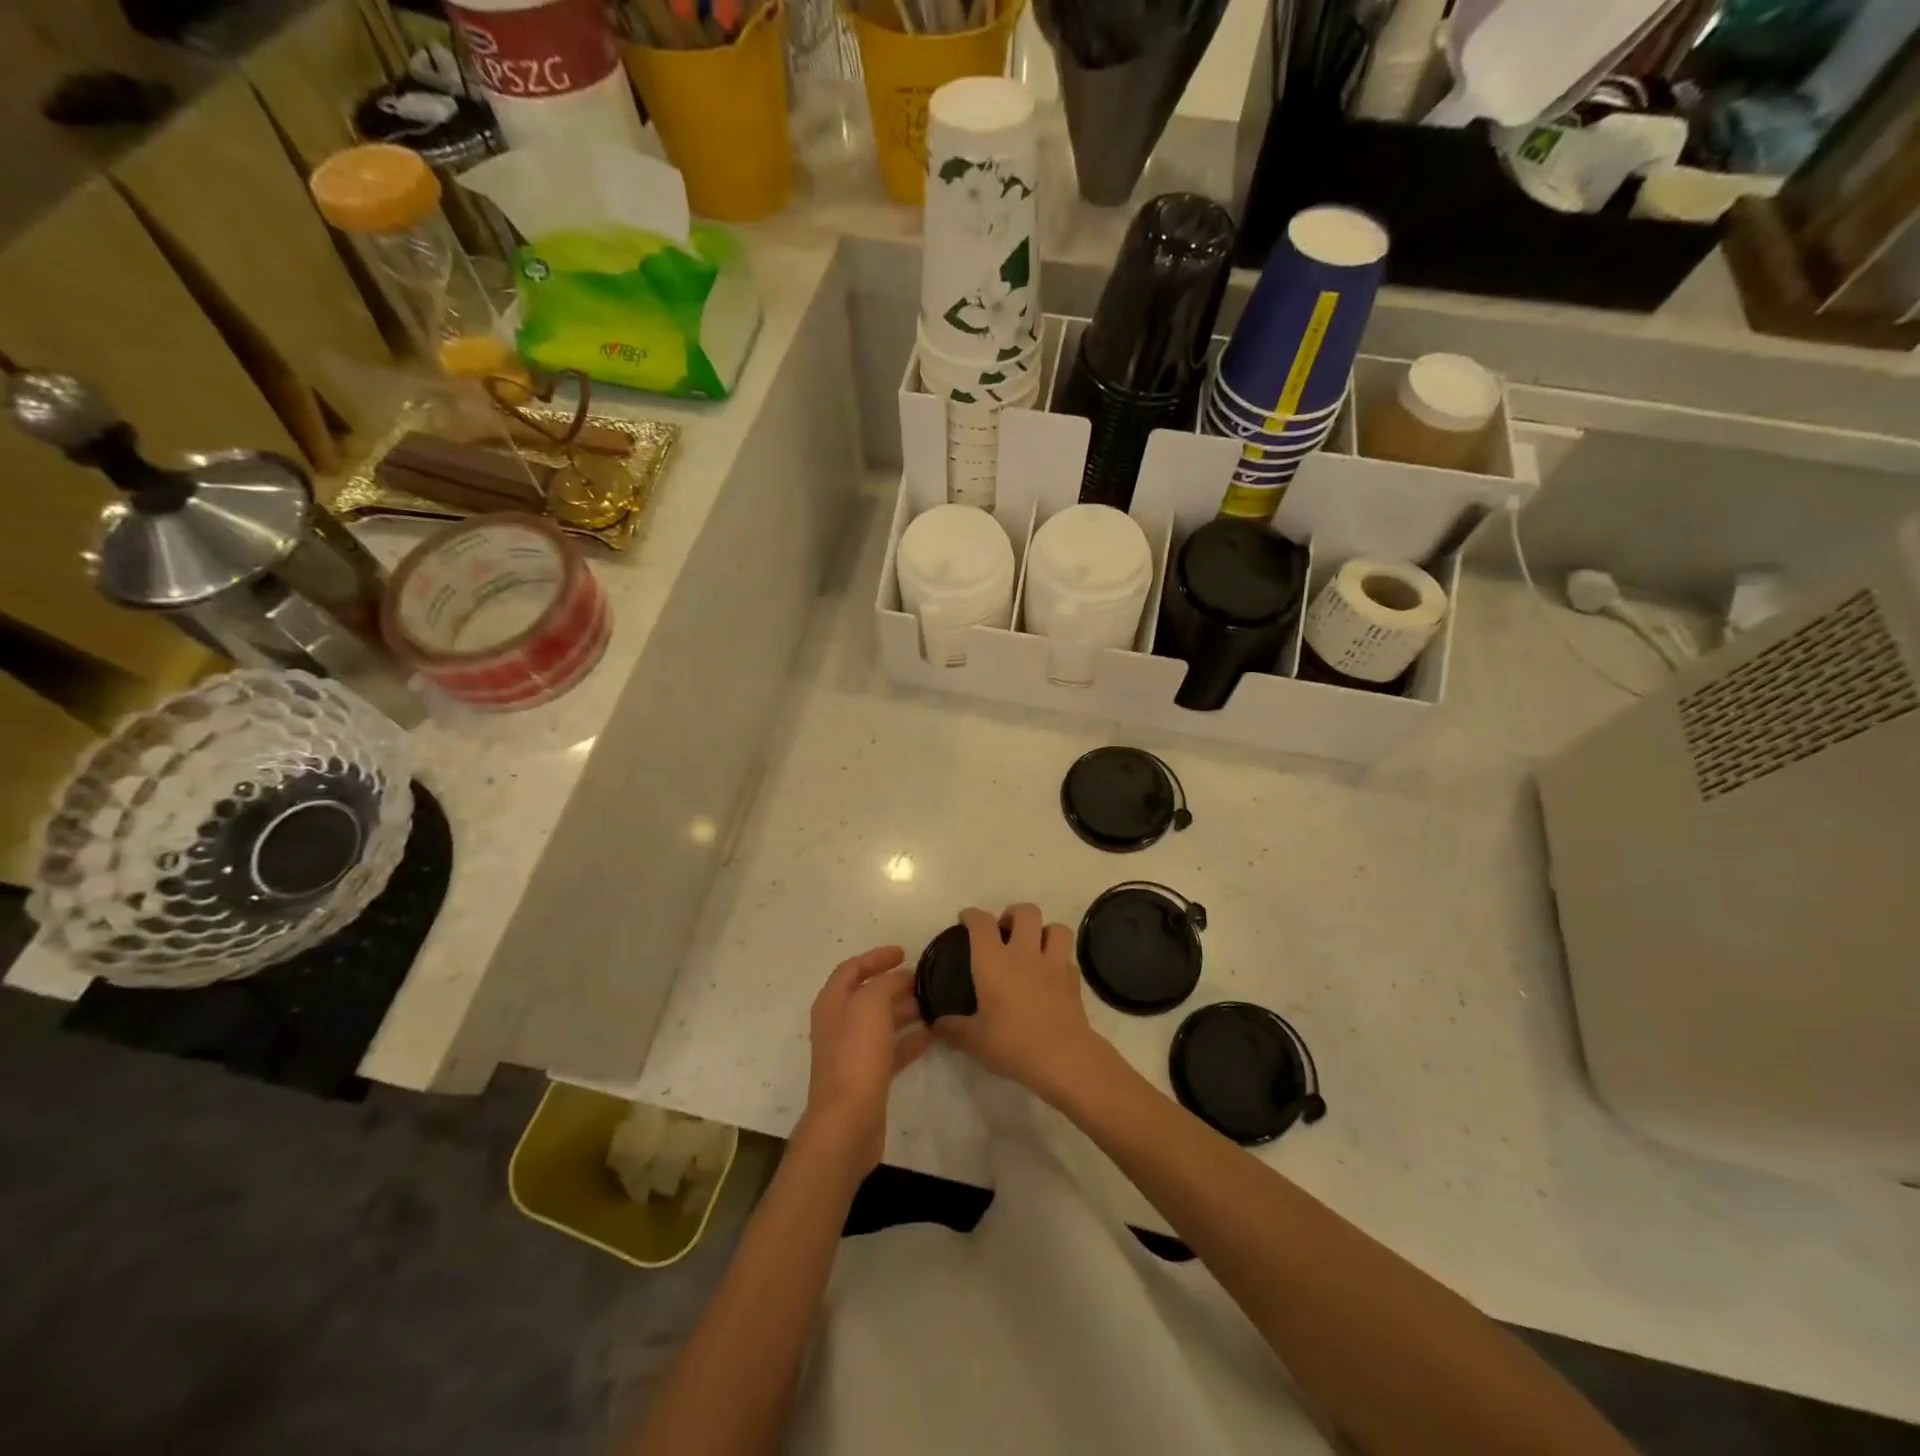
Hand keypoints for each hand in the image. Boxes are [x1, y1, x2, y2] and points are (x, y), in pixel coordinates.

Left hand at [800, 945, 931, 1179]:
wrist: (847, 1122)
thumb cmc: (855, 1055)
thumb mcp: (871, 1005)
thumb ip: (886, 984)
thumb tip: (901, 978)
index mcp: (832, 1003)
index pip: (852, 968)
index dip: (876, 957)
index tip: (903, 952)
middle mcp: (839, 1024)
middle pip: (868, 995)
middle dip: (894, 984)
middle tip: (924, 979)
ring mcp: (852, 1053)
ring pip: (881, 1022)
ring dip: (904, 1011)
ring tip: (933, 1004)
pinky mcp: (868, 1077)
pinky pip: (890, 1050)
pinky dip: (908, 1040)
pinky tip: (931, 1036)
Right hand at [932, 904, 1110, 1101]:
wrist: (1062, 1058)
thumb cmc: (1012, 1044)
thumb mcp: (974, 1041)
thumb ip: (952, 1030)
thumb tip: (934, 1026)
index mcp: (994, 962)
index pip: (981, 923)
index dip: (972, 915)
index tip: (966, 919)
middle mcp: (1024, 953)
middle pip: (1025, 912)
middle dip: (1014, 914)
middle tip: (1005, 931)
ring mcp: (1053, 963)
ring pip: (1055, 927)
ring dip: (1044, 931)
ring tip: (1034, 946)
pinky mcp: (1073, 978)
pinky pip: (1067, 956)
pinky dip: (1059, 959)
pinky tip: (1051, 974)